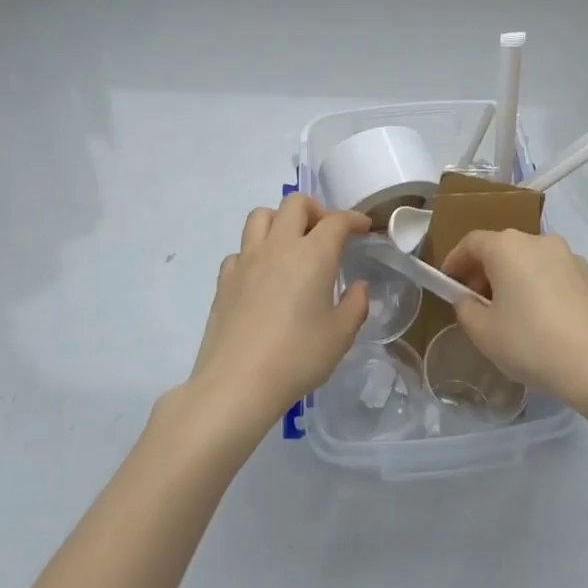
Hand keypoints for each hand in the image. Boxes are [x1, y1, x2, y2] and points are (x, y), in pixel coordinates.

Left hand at [185, 195, 370, 430]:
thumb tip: (357, 287)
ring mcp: (247, 260)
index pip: (336, 220)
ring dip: (280, 220)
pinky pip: (240, 250)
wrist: (237, 383)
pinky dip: (254, 252)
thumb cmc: (298, 357)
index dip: (353, 219)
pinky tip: (262, 276)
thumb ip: (355, 305)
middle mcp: (279, 246)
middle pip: (295, 203)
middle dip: (316, 209)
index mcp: (313, 254)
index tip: (363, 229)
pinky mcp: (224, 279)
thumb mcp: (341, 335)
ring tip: (291, 244)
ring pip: (261, 216)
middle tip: (325, 233)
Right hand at [440, 230, 587, 410]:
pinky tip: (546, 323)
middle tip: (478, 304)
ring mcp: (571, 257)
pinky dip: (543, 290)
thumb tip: (469, 300)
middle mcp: (540, 241)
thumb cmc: (533, 344)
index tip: (448, 282)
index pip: (472, 242)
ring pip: (532, 262)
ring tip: (513, 316)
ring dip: (516, 280)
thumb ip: (466, 310)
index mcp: (508, 247)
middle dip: (486, 272)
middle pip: (503, 249)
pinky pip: (556, 277)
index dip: (455, 260)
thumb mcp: (484, 333)